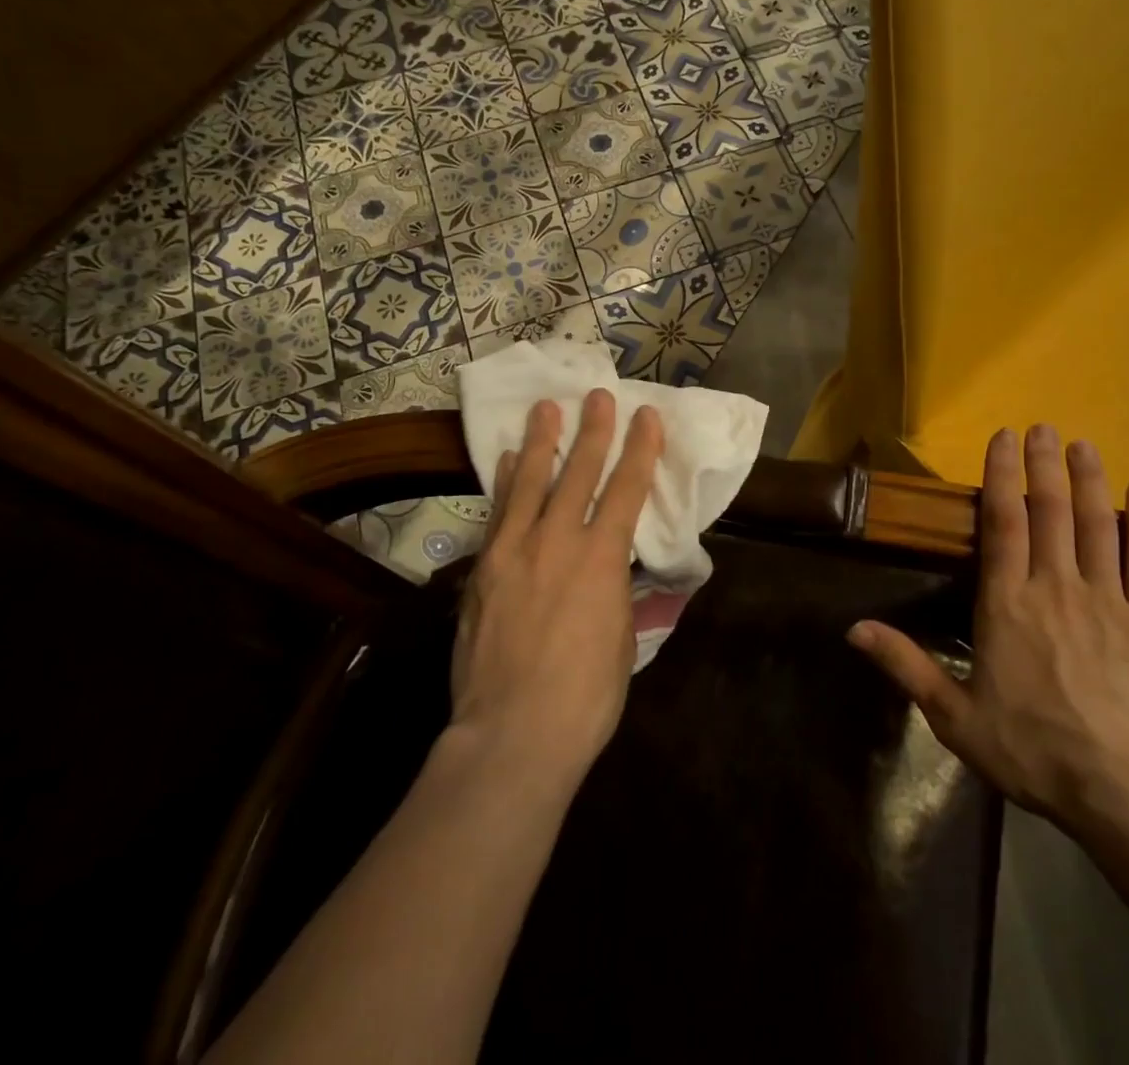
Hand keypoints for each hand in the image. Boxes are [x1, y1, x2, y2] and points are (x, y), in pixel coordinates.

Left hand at [450, 391, 663, 784]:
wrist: (512, 734)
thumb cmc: (585, 697)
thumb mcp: (621, 641)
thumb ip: (618, 594)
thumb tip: (618, 572)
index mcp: (602, 559)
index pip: (626, 489)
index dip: (639, 449)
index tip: (646, 416)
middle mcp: (558, 541)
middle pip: (578, 473)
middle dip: (592, 431)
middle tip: (597, 395)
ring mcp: (513, 551)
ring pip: (528, 482)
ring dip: (539, 442)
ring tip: (544, 409)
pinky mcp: (482, 570)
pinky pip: (497, 514)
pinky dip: (503, 484)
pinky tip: (503, 463)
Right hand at [849, 425, 1128, 831]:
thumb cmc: (1033, 752)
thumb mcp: (954, 716)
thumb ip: (905, 665)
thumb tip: (852, 628)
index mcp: (1006, 604)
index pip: (1002, 524)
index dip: (1001, 476)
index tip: (1003, 438)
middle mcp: (1055, 588)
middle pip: (1049, 512)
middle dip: (1043, 465)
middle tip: (1042, 428)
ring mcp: (1108, 601)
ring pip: (1095, 526)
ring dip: (1087, 481)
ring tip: (1082, 444)